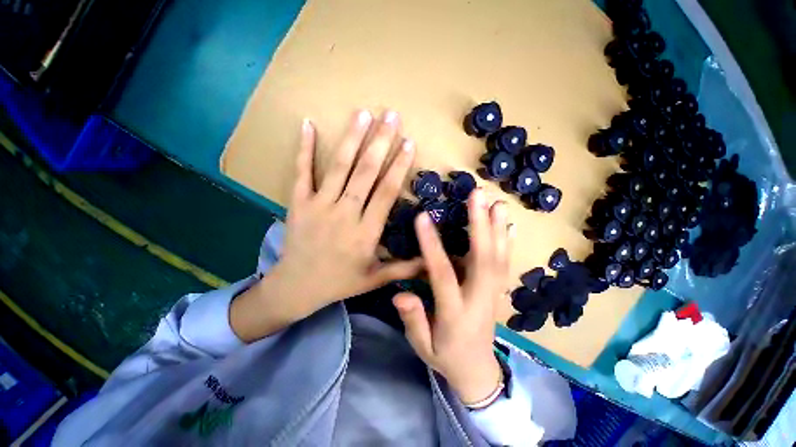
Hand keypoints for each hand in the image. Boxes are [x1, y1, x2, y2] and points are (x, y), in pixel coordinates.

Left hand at [231, 110, 422, 341]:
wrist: (297, 287)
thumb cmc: (340, 282)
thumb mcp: (376, 279)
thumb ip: (404, 268)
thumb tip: (431, 261)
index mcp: (365, 232)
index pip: (385, 192)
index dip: (398, 166)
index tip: (408, 143)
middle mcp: (344, 213)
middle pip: (365, 172)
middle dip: (380, 142)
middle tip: (391, 115)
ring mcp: (319, 205)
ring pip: (338, 167)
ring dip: (352, 139)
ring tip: (363, 113)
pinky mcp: (299, 202)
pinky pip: (302, 172)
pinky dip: (304, 148)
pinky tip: (308, 124)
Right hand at [393, 190, 512, 404]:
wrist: (478, 372)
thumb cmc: (446, 356)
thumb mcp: (423, 346)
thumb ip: (414, 320)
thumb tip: (400, 293)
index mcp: (455, 312)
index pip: (442, 274)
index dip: (432, 245)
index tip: (423, 217)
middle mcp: (479, 298)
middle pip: (482, 258)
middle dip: (480, 224)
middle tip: (477, 195)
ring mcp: (494, 293)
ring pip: (498, 257)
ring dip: (497, 228)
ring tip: (497, 202)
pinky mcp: (499, 291)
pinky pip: (505, 263)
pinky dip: (508, 242)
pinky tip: (510, 224)